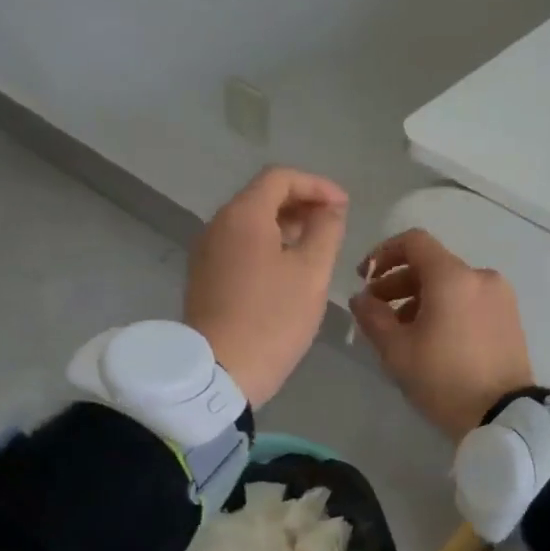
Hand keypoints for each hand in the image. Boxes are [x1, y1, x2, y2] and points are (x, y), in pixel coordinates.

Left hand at [186, 166, 348, 407]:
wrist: (219, 372)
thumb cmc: (273, 318)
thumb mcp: (312, 273)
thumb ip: (326, 231)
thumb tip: (330, 209)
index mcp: (243, 215)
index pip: (280, 177)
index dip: (317, 185)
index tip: (344, 206)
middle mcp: (218, 225)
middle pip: (262, 196)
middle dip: (302, 203)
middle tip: (334, 224)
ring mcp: (207, 252)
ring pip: (250, 223)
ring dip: (286, 225)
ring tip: (316, 246)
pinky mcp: (205, 277)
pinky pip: (240, 246)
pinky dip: (268, 245)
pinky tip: (289, 270)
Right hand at [349, 229, 534, 438]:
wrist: (503, 416)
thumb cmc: (444, 379)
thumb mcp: (397, 351)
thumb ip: (372, 316)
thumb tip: (361, 298)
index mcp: (453, 277)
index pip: (414, 242)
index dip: (383, 253)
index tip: (365, 278)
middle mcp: (481, 277)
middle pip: (432, 264)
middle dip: (399, 282)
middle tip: (377, 311)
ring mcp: (500, 297)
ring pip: (452, 284)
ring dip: (422, 298)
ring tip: (403, 332)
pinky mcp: (511, 318)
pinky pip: (470, 300)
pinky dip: (447, 308)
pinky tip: (433, 339)